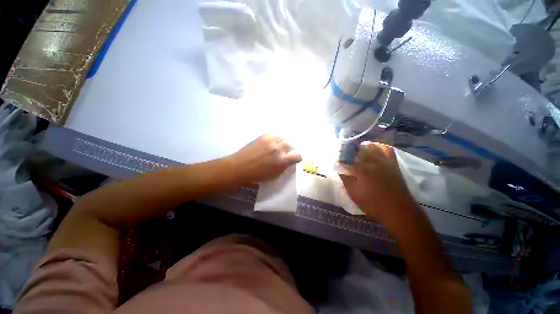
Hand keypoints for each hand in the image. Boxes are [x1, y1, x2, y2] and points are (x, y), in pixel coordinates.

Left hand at [230, 133, 301, 182]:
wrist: (240, 167)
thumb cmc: (257, 175)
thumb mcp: (274, 175)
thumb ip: (284, 167)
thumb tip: (289, 161)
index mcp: (282, 161)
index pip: (297, 155)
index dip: (297, 157)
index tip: (293, 159)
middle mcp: (278, 149)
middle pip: (291, 144)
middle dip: (290, 149)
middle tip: (285, 153)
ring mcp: (270, 141)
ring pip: (283, 138)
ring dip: (283, 143)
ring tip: (278, 147)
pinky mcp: (263, 136)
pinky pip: (274, 134)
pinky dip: (276, 139)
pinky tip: (272, 143)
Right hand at [340, 142, 415, 221]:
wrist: (398, 210)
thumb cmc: (373, 203)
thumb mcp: (354, 194)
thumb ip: (345, 179)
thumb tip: (339, 169)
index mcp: (362, 170)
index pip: (347, 159)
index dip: (339, 158)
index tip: (335, 159)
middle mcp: (373, 162)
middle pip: (358, 149)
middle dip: (348, 150)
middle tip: (344, 155)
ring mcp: (384, 161)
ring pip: (371, 146)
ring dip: (361, 147)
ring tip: (356, 151)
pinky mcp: (393, 163)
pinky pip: (386, 149)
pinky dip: (378, 146)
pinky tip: (372, 149)